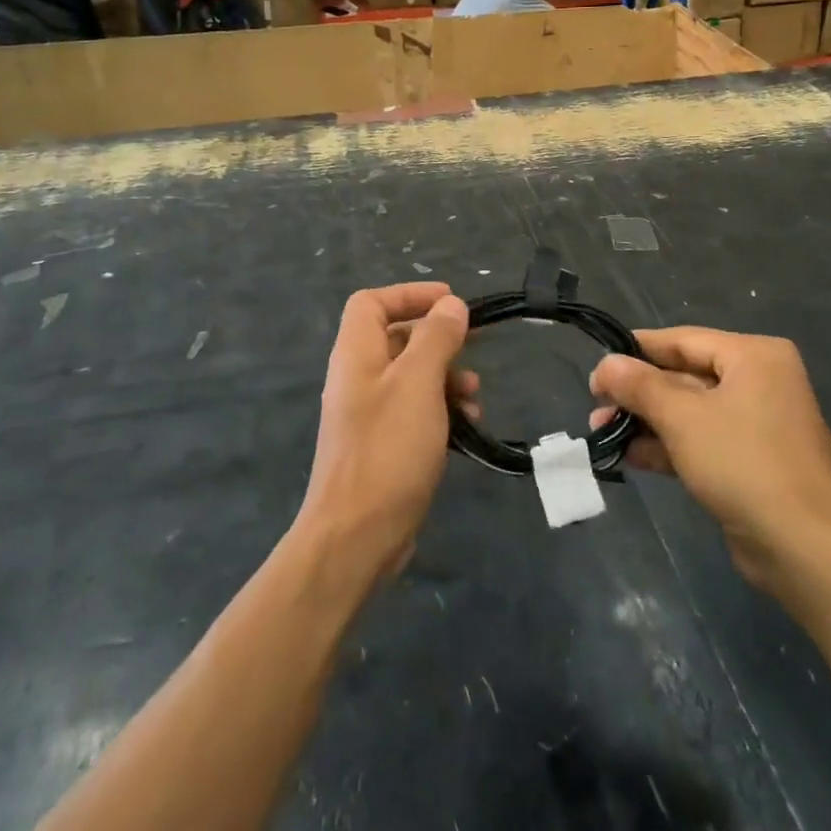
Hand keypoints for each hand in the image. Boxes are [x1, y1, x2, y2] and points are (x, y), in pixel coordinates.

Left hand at [297, 283, 473, 586]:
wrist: (357, 536)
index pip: (371, 303)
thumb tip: (451, 305)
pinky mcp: (384, 446)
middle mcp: (358, 378)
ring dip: (446, 377)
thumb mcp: (418, 383)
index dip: (409, 295)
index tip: (451, 302)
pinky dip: (441, 409)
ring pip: (412, 377)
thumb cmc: (388, 449)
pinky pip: (415, 411)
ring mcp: (369, 414)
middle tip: (475, 345)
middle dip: (438, 339)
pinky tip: (467, 425)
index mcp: (356, 355)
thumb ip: (436, 339)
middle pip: (397, 338)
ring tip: (474, 395)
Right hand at [590, 327, 830, 589]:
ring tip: (600, 430)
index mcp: (754, 356)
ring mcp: (757, 424)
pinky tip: (629, 454)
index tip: (598, 363)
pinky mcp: (751, 461)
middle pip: (685, 376)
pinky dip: (668, 445)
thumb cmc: (743, 463)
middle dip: (638, 393)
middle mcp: (760, 381)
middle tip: (595, 403)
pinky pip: (702, 440)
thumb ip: (640, 386)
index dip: (637, 350)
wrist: (804, 548)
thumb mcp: (683, 418)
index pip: (684, 340)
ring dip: (647, 421)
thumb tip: (605, 364)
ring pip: (690, 411)